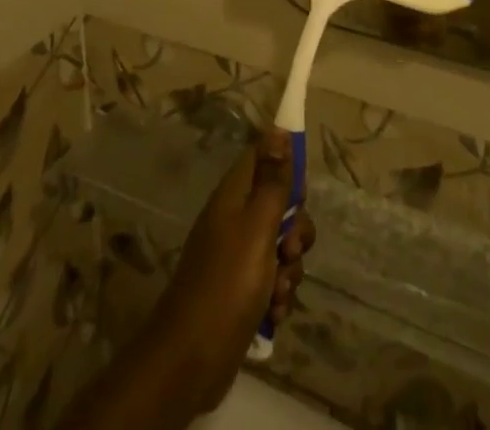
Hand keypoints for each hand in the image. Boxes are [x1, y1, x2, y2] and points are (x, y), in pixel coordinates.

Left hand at [143, 129, 314, 413]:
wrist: (189, 360)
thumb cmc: (227, 283)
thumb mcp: (258, 226)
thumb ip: (273, 180)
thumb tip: (278, 129)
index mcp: (234, 195)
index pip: (263, 157)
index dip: (286, 167)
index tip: (300, 193)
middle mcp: (235, 219)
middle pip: (279, 204)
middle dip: (295, 230)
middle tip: (290, 251)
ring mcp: (237, 256)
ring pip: (280, 246)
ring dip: (289, 268)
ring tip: (278, 292)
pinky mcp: (241, 291)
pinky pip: (272, 280)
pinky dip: (278, 295)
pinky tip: (274, 313)